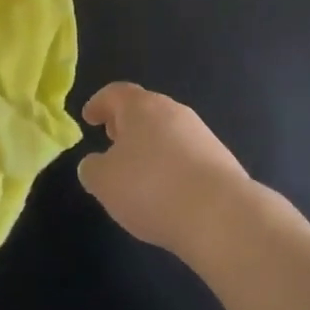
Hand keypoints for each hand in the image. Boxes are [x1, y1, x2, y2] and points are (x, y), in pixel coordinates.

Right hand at [78, 83, 255, 263]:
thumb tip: (95, 164)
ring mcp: (201, 134)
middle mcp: (173, 111)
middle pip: (145, 109)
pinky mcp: (221, 160)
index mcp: (142, 106)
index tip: (89, 118)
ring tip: (139, 172)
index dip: (99, 104)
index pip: (116, 93)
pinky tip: (168, 192)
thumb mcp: (104, 182)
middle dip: (126, 123)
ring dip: (151, 145)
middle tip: (112, 140)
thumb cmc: (151, 188)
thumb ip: (92, 169)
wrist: (221, 215)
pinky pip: (187, 155)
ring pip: (168, 132)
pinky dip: (172, 166)